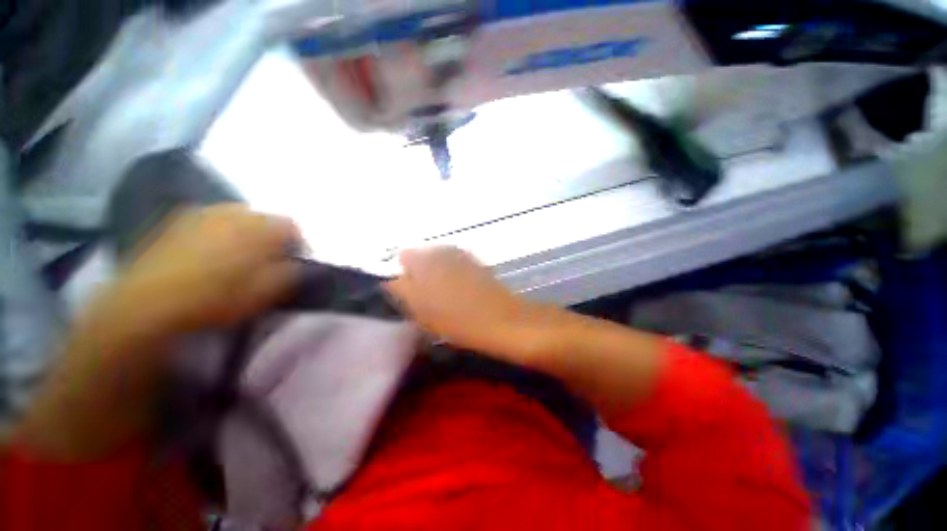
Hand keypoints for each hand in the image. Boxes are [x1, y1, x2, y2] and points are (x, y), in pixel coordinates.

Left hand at [110, 204, 301, 332]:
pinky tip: (210, 253)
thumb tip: (302, 265)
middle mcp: (233, 211)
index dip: (299, 246)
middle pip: (265, 219)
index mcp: (260, 227)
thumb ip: (293, 273)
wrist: (148, 304)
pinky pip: (209, 221)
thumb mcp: (267, 292)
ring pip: (236, 218)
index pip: (293, 227)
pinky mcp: (176, 221)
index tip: (295, 264)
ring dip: (245, 233)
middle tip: (268, 261)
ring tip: (239, 257)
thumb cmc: (217, 297)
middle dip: (271, 237)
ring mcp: (202, 213)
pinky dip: (218, 233)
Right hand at [386, 247, 531, 356]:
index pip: (403, 257)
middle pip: (422, 256)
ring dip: (437, 272)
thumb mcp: (419, 310)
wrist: (499, 318)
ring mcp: (460, 254)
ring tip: (445, 295)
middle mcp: (441, 249)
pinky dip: (453, 273)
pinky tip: (461, 290)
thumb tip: (394, 280)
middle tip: (426, 296)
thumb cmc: (455, 318)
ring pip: (439, 260)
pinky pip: (455, 264)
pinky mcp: (475, 261)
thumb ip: (402, 290)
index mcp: (423, 260)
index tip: (409, 293)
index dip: (404, 274)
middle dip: (420, 272)